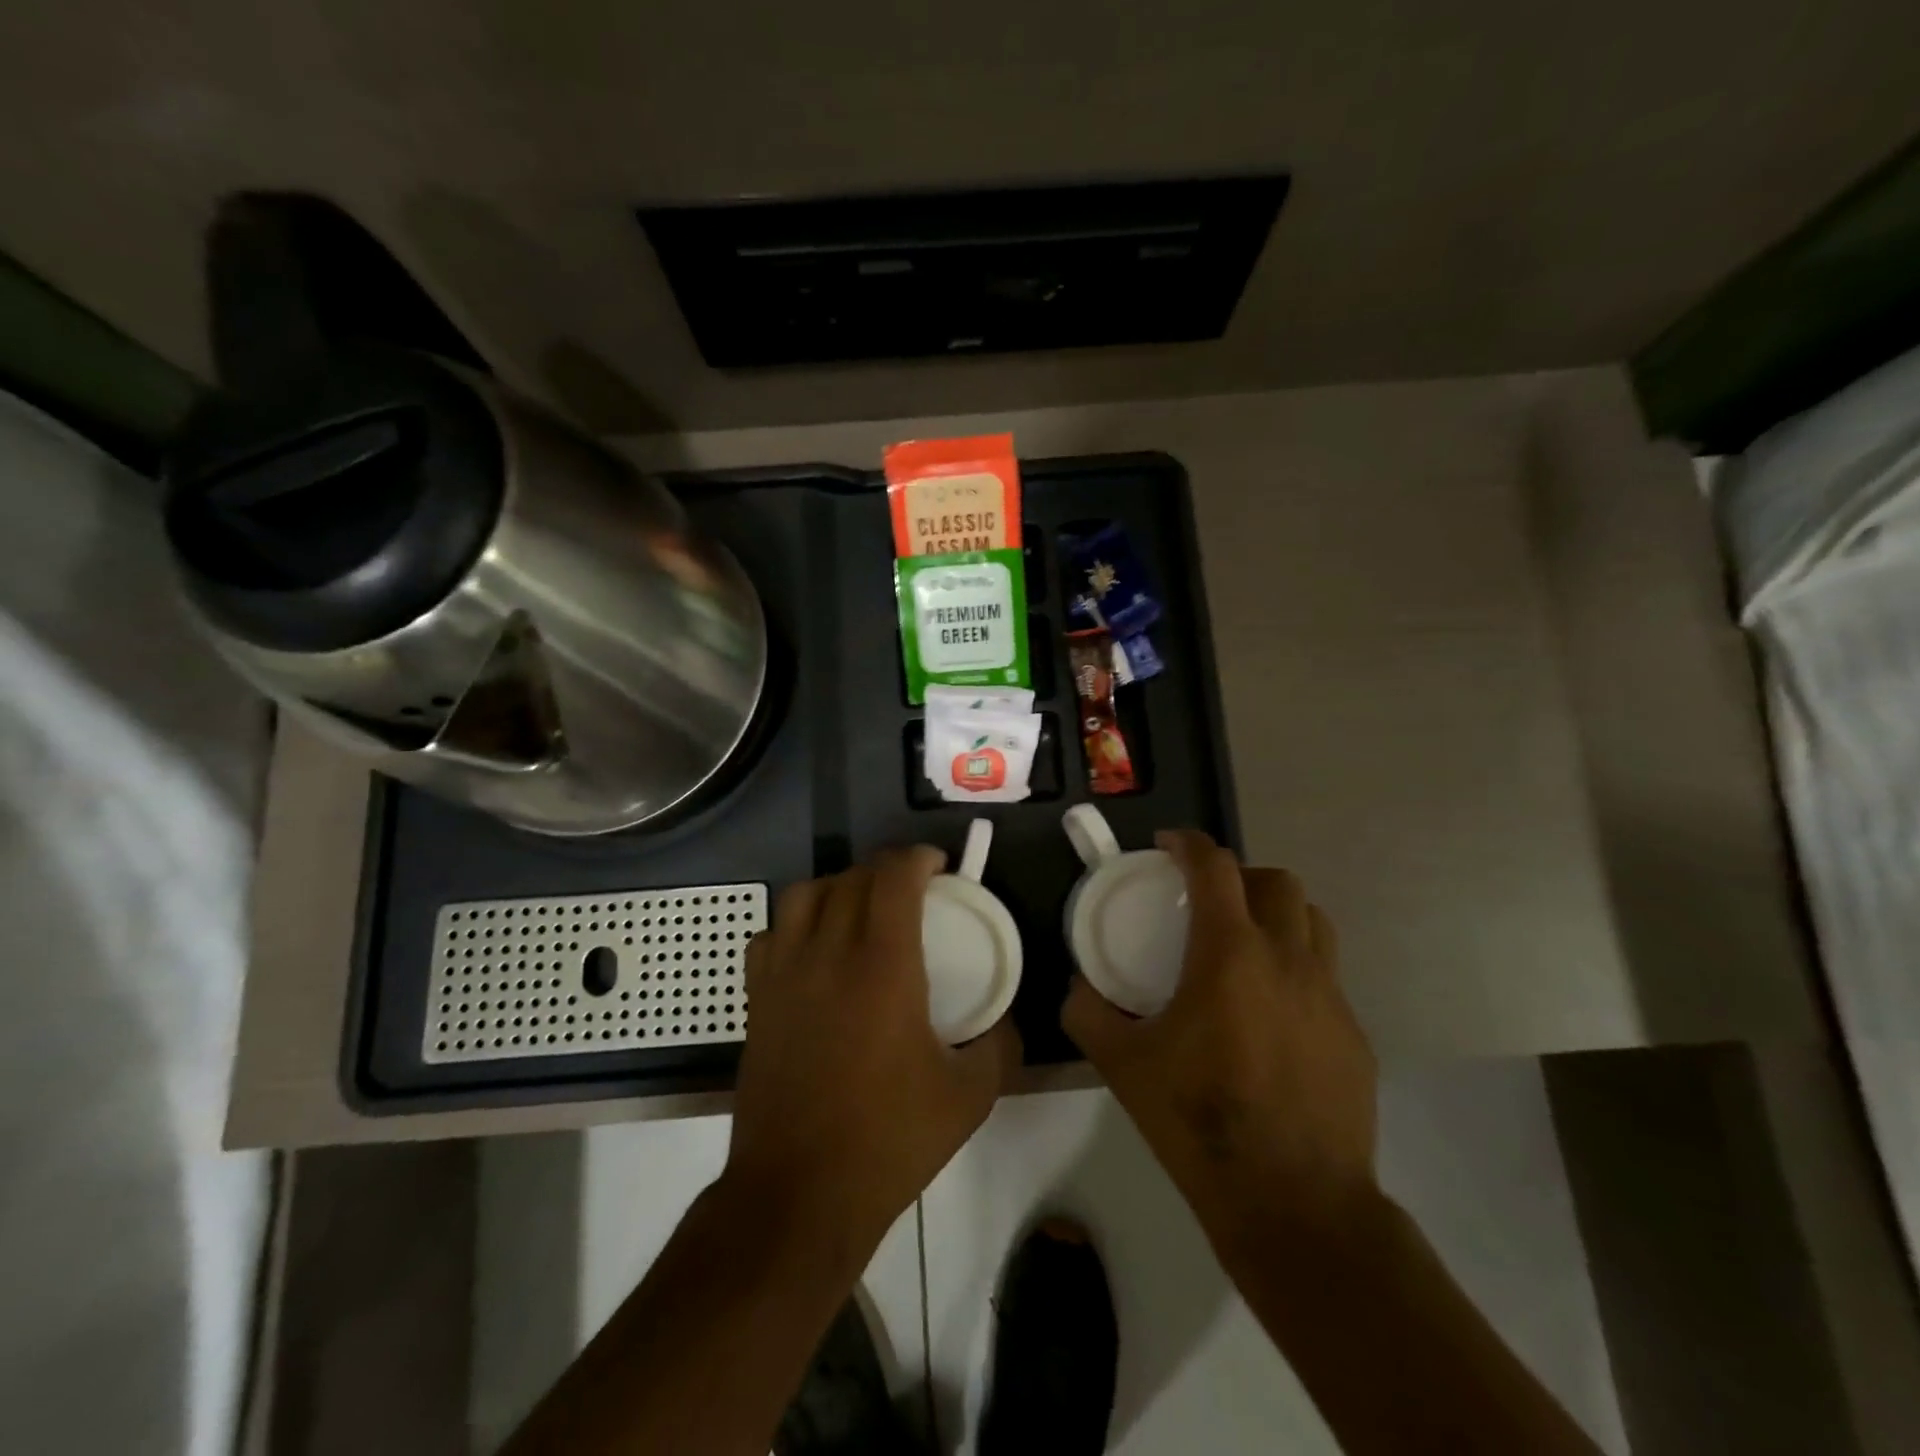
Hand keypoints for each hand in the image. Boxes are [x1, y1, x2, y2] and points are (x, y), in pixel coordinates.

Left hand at [723, 846, 1020, 1264]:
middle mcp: (829, 953)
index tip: (938, 866)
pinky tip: (814, 950)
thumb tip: (1007, 1018)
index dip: (917, 857)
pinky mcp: (757, 999)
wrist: (799, 1194)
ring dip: (838, 887)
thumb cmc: (889, 1139)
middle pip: (852, 878)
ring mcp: (784, 973)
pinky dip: (795, 924)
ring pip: (804, 894)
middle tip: (912, 891)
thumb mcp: (969, 1096)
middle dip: (886, 870)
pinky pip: (770, 934)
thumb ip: (999, 1044)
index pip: (893, 876)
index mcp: (882, 965)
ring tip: (860, 910)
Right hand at [1062, 830, 1377, 1256]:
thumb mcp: (1123, 1065)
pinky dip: (1297, 969)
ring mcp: (1330, 995)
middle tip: (1209, 899)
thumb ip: (1089, 1014)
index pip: (1216, 867)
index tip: (1167, 846)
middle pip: (1277, 881)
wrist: (1294, 1202)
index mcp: (1230, 953)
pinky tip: (1272, 1014)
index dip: (1189, 844)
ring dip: (1278, 914)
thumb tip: (1077, 988)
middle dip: (1240, 874)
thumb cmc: (1200, 1120)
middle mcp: (1288, 959)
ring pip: (1313, 921)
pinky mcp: (1354, 1034)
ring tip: (1247, 944)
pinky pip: (1326, 976)